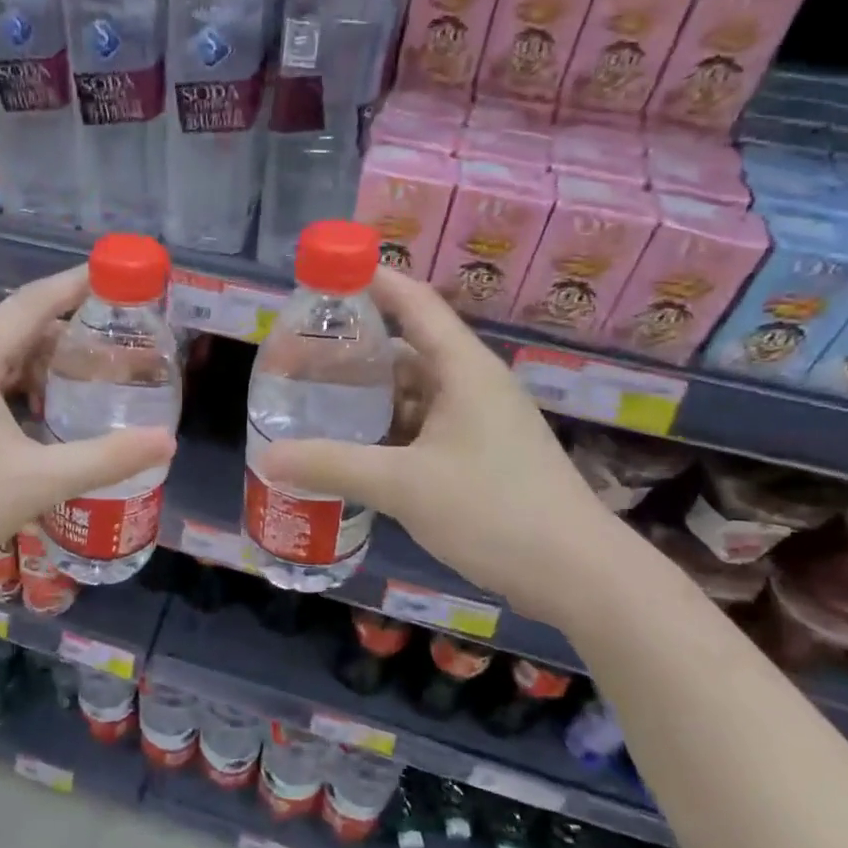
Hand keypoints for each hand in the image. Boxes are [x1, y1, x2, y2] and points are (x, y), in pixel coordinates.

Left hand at [0, 266, 175, 597]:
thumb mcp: (37, 481)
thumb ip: (104, 459)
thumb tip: (166, 441)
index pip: (33, 304)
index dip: (76, 284)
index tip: (117, 275)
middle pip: (18, 327)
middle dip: (69, 329)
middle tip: (119, 338)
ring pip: (1, 357)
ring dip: (45, 361)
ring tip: (93, 373)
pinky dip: (22, 385)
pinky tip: (47, 411)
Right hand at [258, 267, 622, 620]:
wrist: (577, 574)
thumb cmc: (494, 510)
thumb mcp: (404, 485)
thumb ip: (333, 466)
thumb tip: (269, 457)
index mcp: (463, 369)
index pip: (414, 303)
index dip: (373, 280)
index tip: (327, 273)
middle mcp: (473, 384)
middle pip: (408, 347)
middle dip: (357, 348)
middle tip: (303, 354)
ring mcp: (480, 421)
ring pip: (415, 391)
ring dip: (371, 393)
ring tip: (317, 398)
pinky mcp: (481, 454)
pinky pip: (424, 425)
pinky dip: (389, 428)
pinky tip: (355, 445)